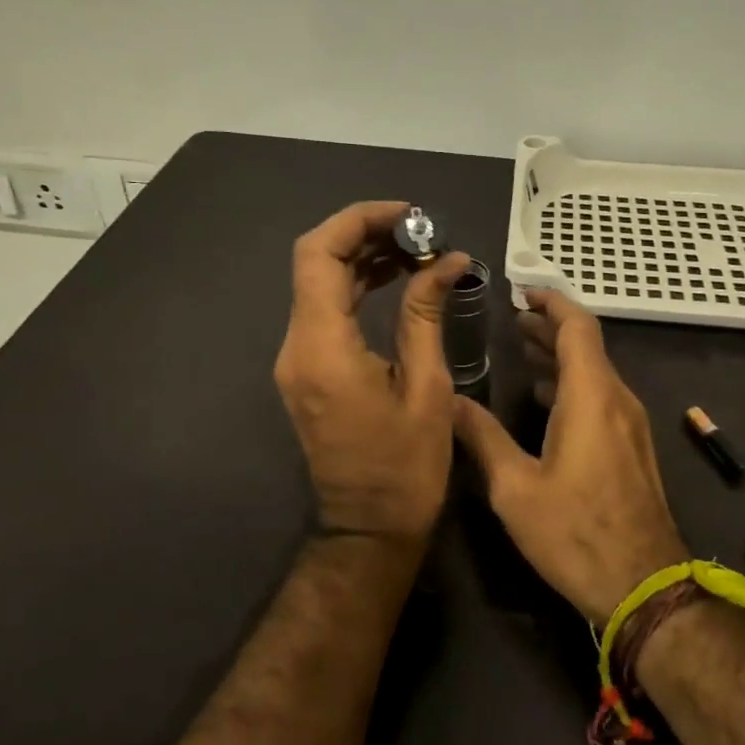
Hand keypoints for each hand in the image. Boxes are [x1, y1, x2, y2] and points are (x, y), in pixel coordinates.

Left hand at [274, 200, 471, 544]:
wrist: (368, 530)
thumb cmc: (406, 469)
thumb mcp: (427, 387)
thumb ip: (426, 314)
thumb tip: (447, 260)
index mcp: (323, 348)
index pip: (319, 255)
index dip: (359, 221)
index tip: (409, 214)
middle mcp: (297, 346)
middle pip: (315, 262)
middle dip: (365, 234)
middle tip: (421, 230)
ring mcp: (296, 359)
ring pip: (318, 284)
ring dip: (362, 258)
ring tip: (417, 249)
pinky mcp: (307, 370)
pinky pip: (325, 311)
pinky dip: (357, 287)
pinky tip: (396, 279)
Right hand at [452, 291, 688, 625]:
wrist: (645, 589)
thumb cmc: (575, 534)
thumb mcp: (515, 488)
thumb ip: (482, 437)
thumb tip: (449, 399)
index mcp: (591, 398)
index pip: (577, 327)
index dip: (551, 302)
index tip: (522, 292)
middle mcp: (618, 401)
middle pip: (587, 346)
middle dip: (550, 328)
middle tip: (513, 320)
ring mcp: (632, 426)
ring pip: (596, 372)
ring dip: (561, 357)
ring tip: (523, 352)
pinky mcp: (634, 449)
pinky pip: (603, 397)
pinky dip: (573, 384)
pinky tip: (546, 400)